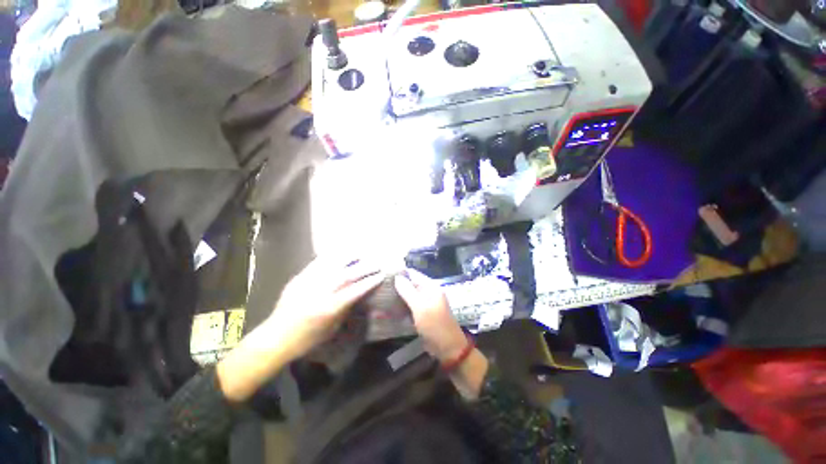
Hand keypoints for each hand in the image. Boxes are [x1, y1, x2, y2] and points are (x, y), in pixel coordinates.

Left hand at [217, 257, 382, 401]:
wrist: (276, 337)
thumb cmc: (307, 339)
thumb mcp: (332, 328)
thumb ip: (346, 308)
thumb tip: (358, 293)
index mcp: (330, 308)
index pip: (356, 290)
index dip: (370, 281)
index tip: (381, 274)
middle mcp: (321, 291)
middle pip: (348, 274)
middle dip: (365, 267)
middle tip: (377, 262)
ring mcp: (309, 282)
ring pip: (334, 264)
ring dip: (351, 257)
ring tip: (362, 252)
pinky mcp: (300, 277)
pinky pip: (318, 262)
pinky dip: (332, 256)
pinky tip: (341, 252)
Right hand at [394, 269, 488, 399]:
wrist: (448, 347)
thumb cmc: (434, 324)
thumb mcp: (420, 306)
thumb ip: (408, 291)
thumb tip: (397, 276)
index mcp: (430, 286)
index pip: (413, 274)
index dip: (400, 273)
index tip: (384, 275)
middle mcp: (428, 292)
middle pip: (411, 284)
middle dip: (397, 285)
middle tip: (380, 287)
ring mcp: (426, 303)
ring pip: (409, 296)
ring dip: (398, 296)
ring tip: (381, 296)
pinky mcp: (423, 314)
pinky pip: (410, 306)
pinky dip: (402, 306)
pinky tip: (390, 308)